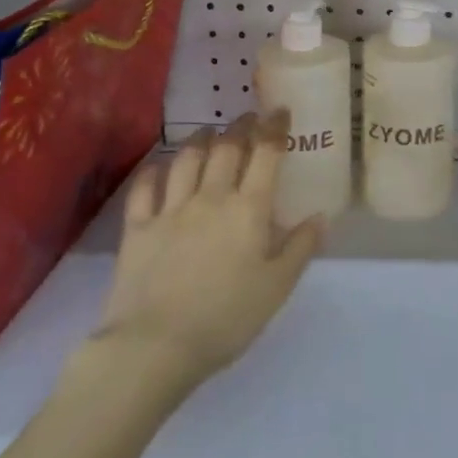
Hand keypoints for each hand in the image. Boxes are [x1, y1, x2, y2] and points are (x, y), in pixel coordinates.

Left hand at [94, 110, 324, 395]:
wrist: (155, 346)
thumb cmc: (227, 317)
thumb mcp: (278, 287)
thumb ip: (301, 247)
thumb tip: (320, 216)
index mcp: (249, 209)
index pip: (266, 154)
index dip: (274, 128)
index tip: (280, 112)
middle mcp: (210, 197)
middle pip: (226, 148)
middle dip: (240, 127)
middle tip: (248, 118)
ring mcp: (170, 210)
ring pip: (186, 159)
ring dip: (201, 139)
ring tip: (209, 132)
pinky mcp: (137, 228)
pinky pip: (145, 187)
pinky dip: (155, 170)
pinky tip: (161, 165)